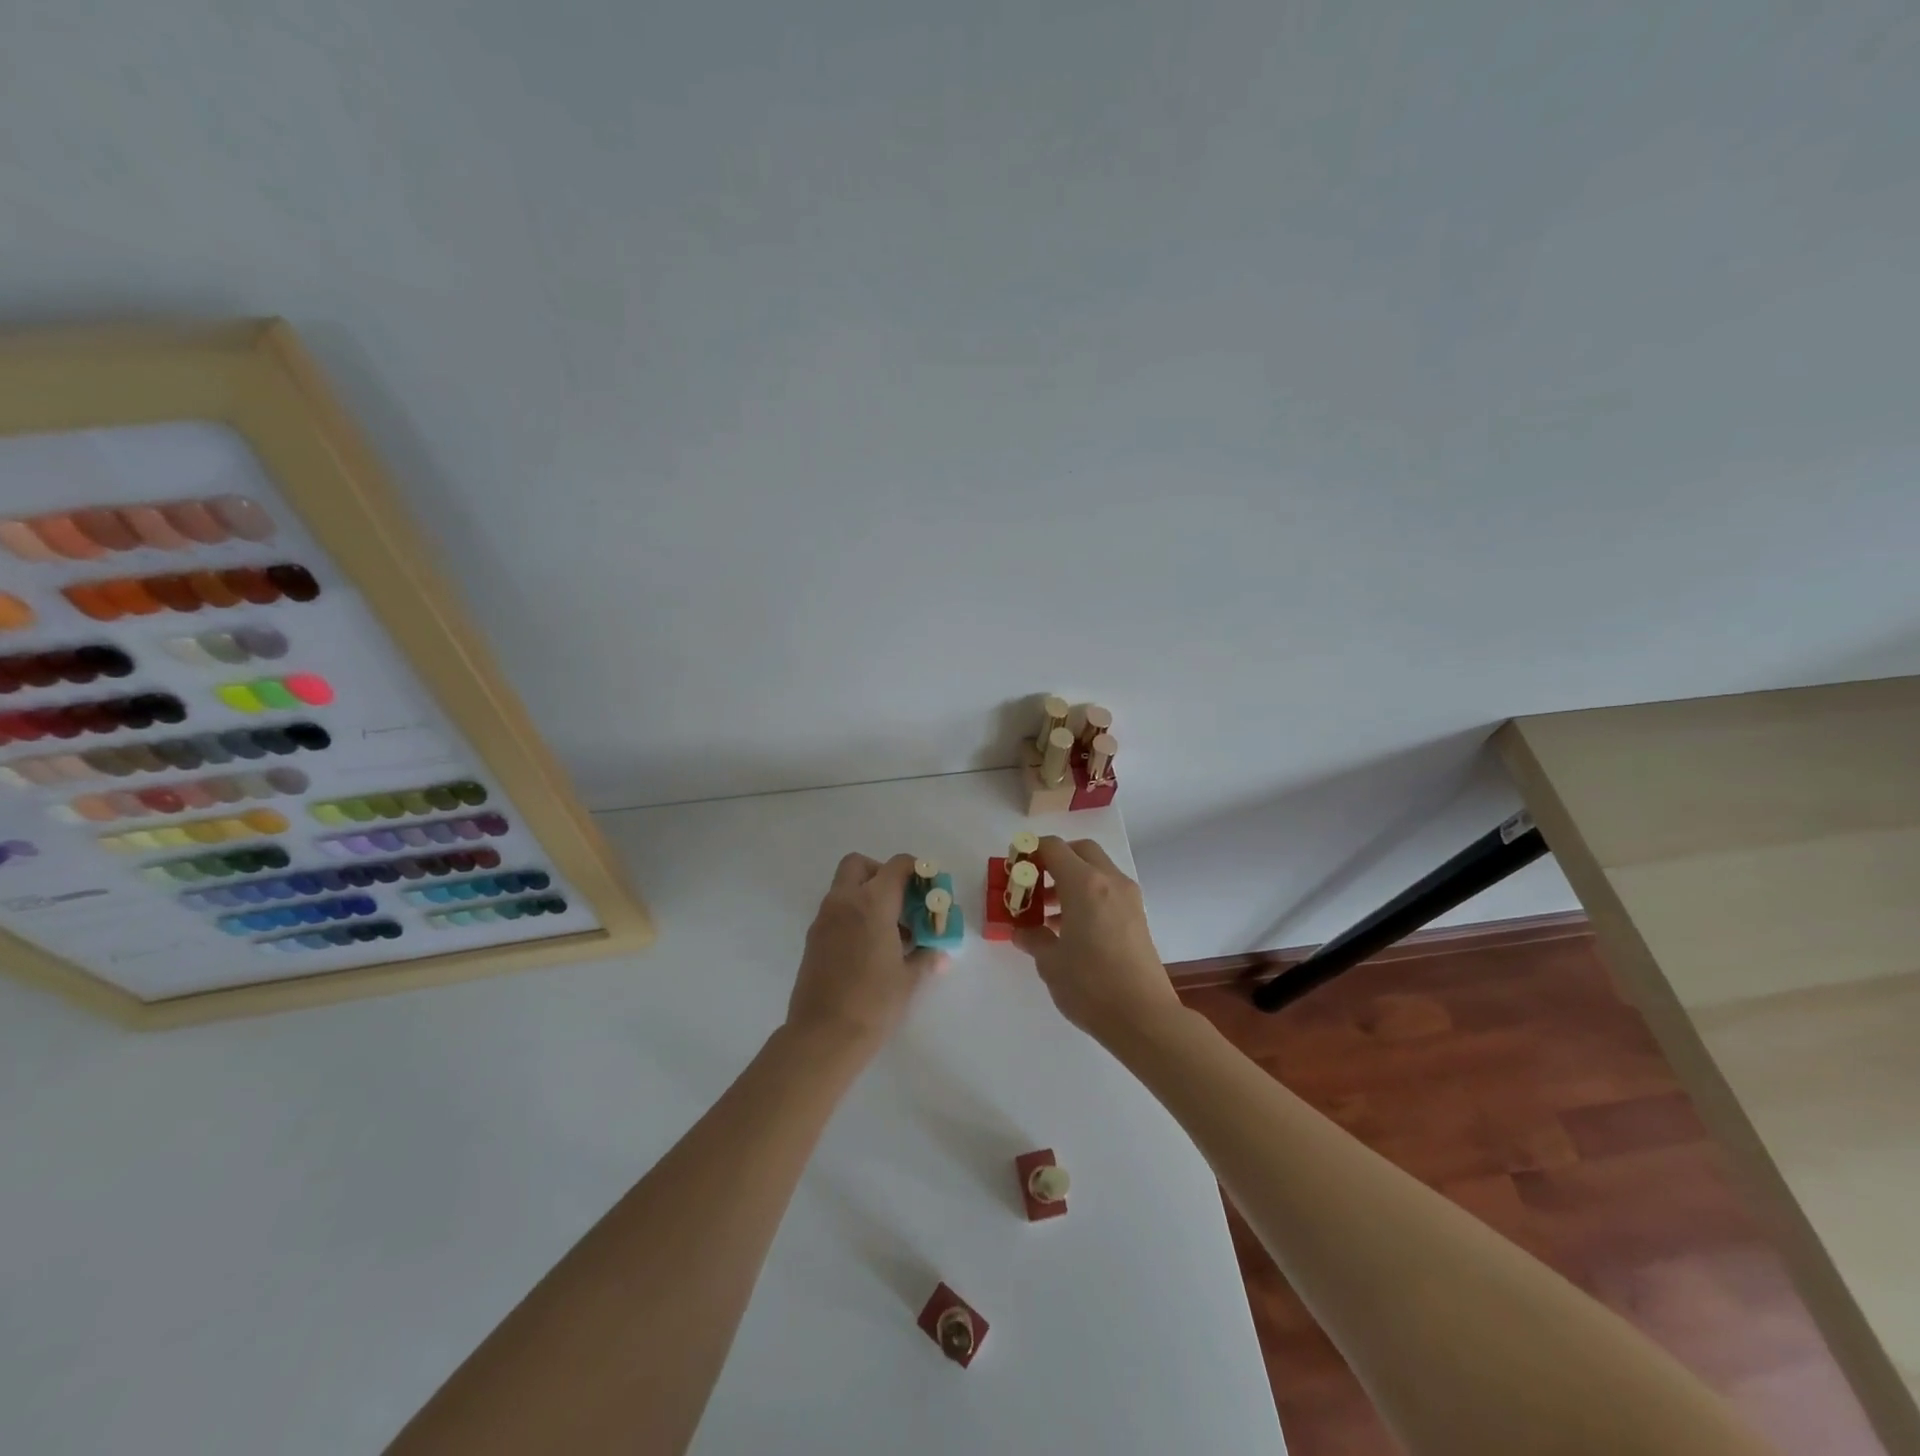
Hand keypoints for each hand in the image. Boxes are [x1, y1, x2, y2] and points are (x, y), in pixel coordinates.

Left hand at [786, 852, 944, 1055]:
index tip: (929, 888)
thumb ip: (926, 956)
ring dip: (867, 895)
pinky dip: (853, 915)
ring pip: (845, 888)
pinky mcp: (813, 939)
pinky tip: (870, 948)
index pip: (897, 866)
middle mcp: (844, 902)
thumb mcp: (909, 979)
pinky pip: (836, 911)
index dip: (917, 870)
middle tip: (901, 901)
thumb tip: (939, 953)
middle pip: (860, 864)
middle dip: (882, 873)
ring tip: (890, 931)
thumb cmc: (873, 1003)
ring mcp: (824, 919)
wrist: (823, 1036)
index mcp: (872, 903)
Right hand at [1011, 837, 1180, 1044]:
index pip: (1053, 847)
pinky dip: (1088, 896)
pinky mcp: (1138, 917)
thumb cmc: (1090, 985)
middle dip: (1055, 859)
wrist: (1144, 1017)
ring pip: (1097, 870)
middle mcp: (1109, 881)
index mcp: (1084, 884)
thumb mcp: (1050, 962)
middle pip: (1080, 850)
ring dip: (1071, 879)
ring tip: (1047, 914)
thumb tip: (1023, 932)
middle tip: (1035, 884)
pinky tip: (1071, 929)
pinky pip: (1108, 891)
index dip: (1030, 852)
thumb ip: (1033, 938)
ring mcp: (1129, 898)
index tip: (1015, 869)